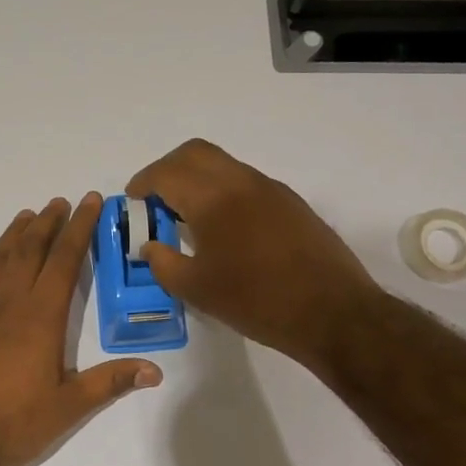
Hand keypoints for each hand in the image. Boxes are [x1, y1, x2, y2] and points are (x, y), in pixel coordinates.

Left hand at [0, 193, 161, 465]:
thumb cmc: (14, 424)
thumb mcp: (69, 407)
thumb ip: (110, 382)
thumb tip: (155, 370)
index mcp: (41, 317)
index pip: (64, 261)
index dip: (79, 228)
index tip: (89, 202)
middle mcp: (8, 304)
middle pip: (30, 251)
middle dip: (48, 223)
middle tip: (60, 202)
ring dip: (14, 235)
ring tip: (28, 215)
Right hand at [127, 139, 377, 369]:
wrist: (332, 312)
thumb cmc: (256, 300)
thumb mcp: (197, 290)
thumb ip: (163, 263)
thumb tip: (150, 247)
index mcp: (213, 198)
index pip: (167, 173)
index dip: (143, 182)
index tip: (133, 200)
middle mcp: (241, 181)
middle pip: (195, 153)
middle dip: (168, 169)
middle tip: (156, 198)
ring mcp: (271, 189)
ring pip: (223, 165)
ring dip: (198, 178)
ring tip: (187, 215)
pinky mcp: (291, 203)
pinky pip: (246, 182)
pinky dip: (224, 190)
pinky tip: (225, 227)